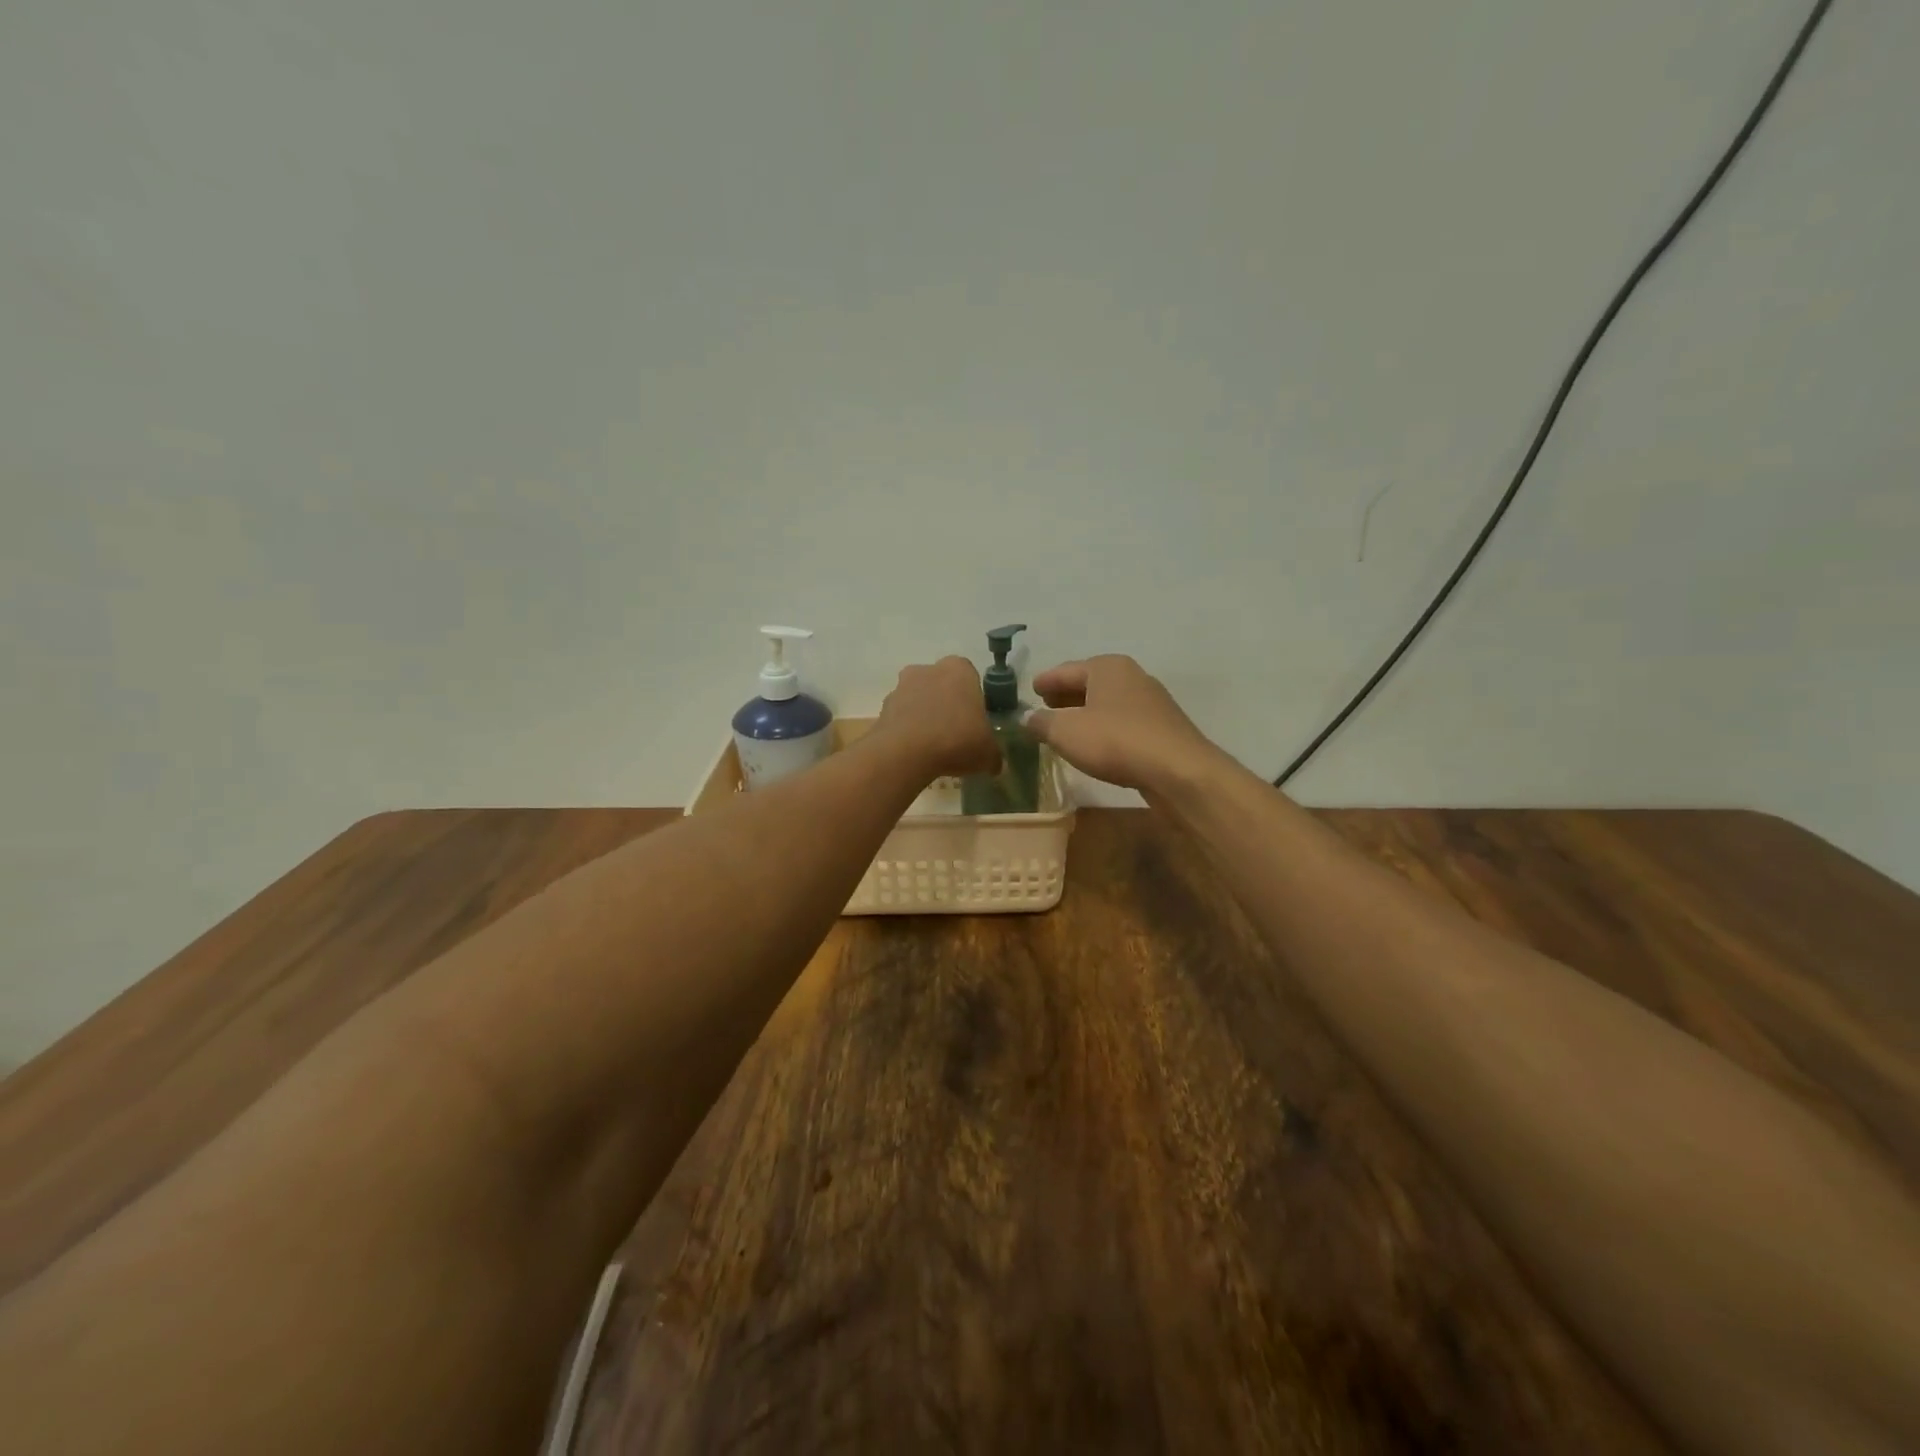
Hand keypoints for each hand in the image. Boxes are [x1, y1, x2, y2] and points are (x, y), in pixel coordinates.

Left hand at [871, 657, 1000, 780]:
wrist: (905, 752)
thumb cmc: (956, 740)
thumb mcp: (987, 752)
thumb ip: (993, 755)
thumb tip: (995, 765)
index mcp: (959, 669)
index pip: (970, 678)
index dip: (973, 701)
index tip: (975, 723)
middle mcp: (928, 669)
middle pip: (941, 686)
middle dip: (947, 706)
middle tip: (955, 735)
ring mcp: (901, 686)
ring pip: (919, 700)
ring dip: (924, 717)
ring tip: (933, 748)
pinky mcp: (883, 707)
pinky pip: (901, 718)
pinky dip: (907, 731)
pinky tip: (915, 753)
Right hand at [1025, 655, 1218, 792]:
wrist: (1178, 771)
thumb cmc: (1116, 741)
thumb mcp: (1065, 732)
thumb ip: (1041, 723)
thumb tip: (1027, 718)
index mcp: (1107, 666)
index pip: (1066, 670)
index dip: (1046, 681)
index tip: (1031, 690)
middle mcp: (1131, 676)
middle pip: (1089, 683)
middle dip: (1066, 695)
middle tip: (1045, 707)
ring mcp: (1151, 702)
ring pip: (1108, 703)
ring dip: (1086, 713)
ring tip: (1066, 729)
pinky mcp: (1162, 728)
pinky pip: (1123, 722)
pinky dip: (1105, 727)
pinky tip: (1096, 744)